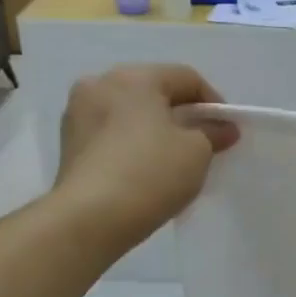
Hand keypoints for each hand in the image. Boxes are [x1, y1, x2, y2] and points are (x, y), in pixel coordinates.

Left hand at [53, 65, 239, 253]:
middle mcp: (100, 84)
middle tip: (204, 143)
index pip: (186, 78)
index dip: (214, 102)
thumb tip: (223, 128)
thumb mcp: (197, 152)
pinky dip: (133, 144)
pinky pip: (111, 134)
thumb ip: (212, 133)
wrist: (90, 219)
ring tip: (174, 159)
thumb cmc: (150, 173)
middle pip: (154, 92)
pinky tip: (146, 170)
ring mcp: (78, 114)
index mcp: (134, 77)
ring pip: (130, 114)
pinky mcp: (68, 144)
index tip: (227, 131)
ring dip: (155, 130)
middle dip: (182, 115)